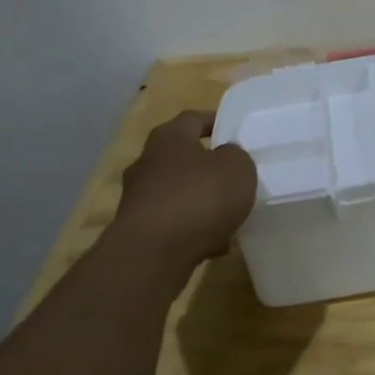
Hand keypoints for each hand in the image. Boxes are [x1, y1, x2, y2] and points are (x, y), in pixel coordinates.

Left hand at [108, 111, 257, 280]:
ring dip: (201, 201)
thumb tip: (224, 157)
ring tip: (230, 215)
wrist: (152, 255)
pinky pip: (174, 223)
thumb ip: (235, 156)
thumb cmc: (198, 198)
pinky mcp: (138, 231)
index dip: (216, 121)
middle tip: (234, 175)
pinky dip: (193, 229)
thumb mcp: (237, 168)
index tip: (235, 130)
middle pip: (182, 156)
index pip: (194, 118)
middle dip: (207, 166)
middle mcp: (147, 162)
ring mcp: (138, 198)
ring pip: (178, 192)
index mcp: (169, 138)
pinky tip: (216, 244)